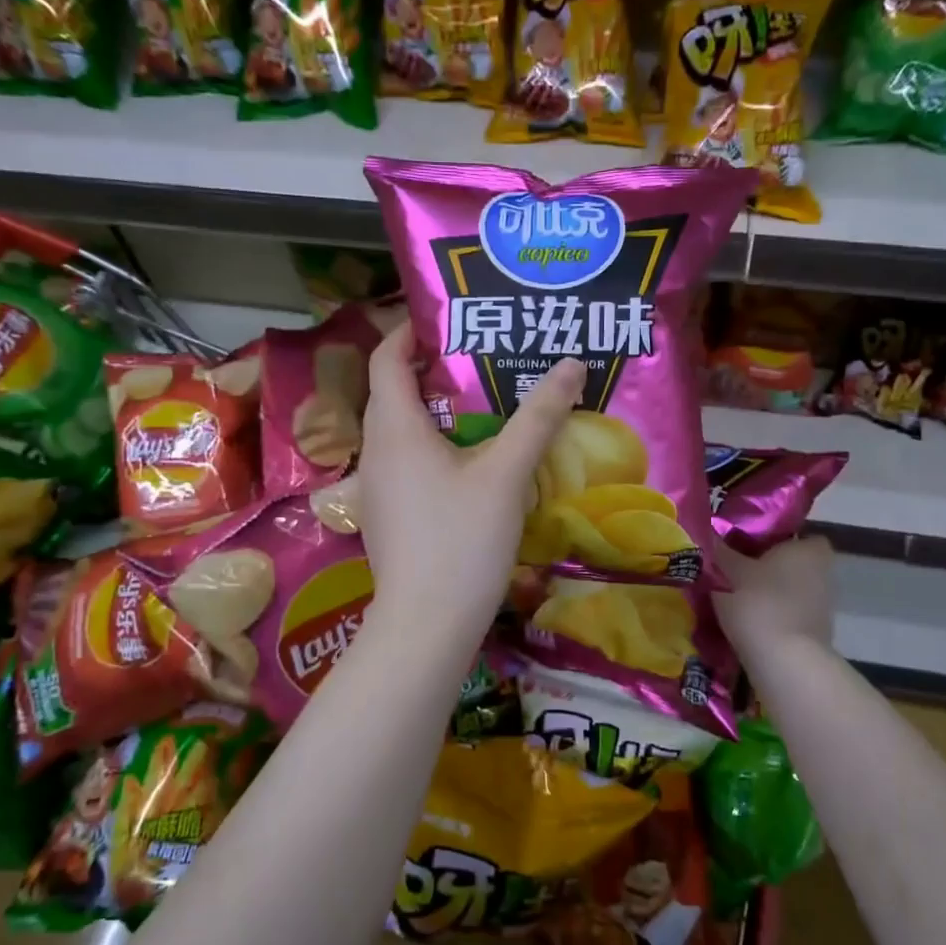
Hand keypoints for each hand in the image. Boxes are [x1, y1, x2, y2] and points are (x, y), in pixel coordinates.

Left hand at [359, 323, 584, 634]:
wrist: (426, 625)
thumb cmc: (461, 541)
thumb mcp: (507, 474)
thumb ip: (538, 417)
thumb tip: (571, 364)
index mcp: (393, 429)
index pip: (386, 359)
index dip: (409, 331)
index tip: (446, 318)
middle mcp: (374, 452)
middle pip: (394, 394)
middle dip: (432, 371)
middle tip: (481, 360)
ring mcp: (377, 489)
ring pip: (402, 433)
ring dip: (436, 413)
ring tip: (484, 408)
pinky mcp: (387, 518)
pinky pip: (407, 465)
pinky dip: (434, 449)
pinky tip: (471, 465)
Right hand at [712, 537, 834, 655]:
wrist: (784, 662)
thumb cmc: (760, 603)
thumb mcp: (730, 573)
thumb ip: (721, 553)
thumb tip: (707, 535)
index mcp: (809, 549)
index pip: (796, 535)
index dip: (773, 538)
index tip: (746, 546)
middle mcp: (824, 573)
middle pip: (791, 564)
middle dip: (767, 568)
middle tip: (733, 570)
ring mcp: (822, 606)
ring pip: (789, 591)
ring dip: (768, 594)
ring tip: (733, 597)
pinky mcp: (815, 634)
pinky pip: (788, 614)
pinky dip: (771, 616)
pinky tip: (745, 621)